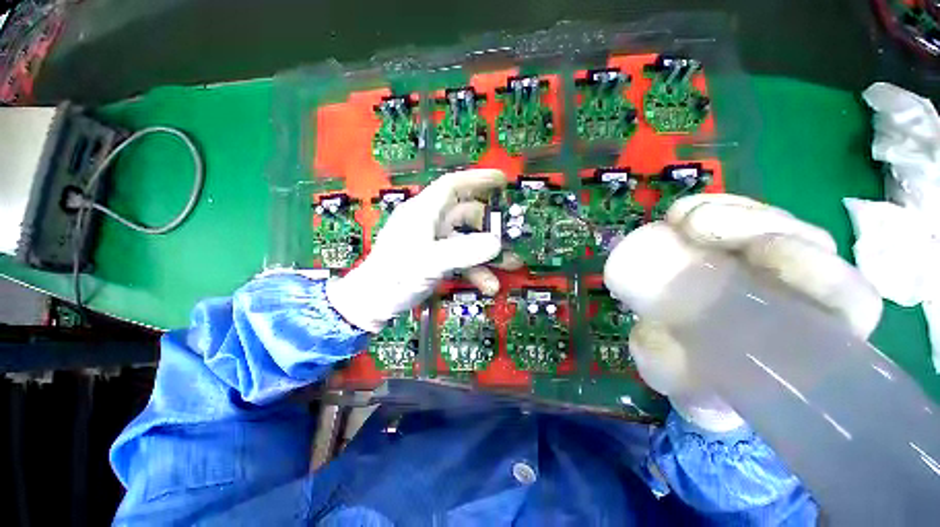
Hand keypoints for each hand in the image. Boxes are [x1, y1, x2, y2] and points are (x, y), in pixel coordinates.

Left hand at [327, 169, 505, 332]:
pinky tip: (488, 284)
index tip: (502, 180)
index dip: (478, 179)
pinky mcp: (435, 259)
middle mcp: (430, 222)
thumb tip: (496, 243)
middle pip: (466, 215)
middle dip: (490, 227)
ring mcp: (434, 242)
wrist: (373, 303)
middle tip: (511, 237)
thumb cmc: (395, 277)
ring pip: (467, 240)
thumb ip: (464, 252)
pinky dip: (476, 269)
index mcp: (423, 212)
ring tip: (510, 265)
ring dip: (488, 253)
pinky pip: (462, 258)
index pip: (453, 185)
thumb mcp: (430, 262)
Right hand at [603, 194, 881, 431]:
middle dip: (756, 226)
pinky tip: (677, 217)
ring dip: (728, 214)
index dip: (816, 269)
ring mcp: (770, 265)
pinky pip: (736, 216)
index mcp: (814, 340)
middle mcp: (803, 294)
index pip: (846, 298)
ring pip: (770, 222)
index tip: (758, 253)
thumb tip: (659, 337)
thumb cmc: (703, 385)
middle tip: (696, 228)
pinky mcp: (736, 249)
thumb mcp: (686, 388)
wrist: (691, 367)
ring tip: (679, 220)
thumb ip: (675, 370)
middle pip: (806, 242)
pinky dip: (709, 210)